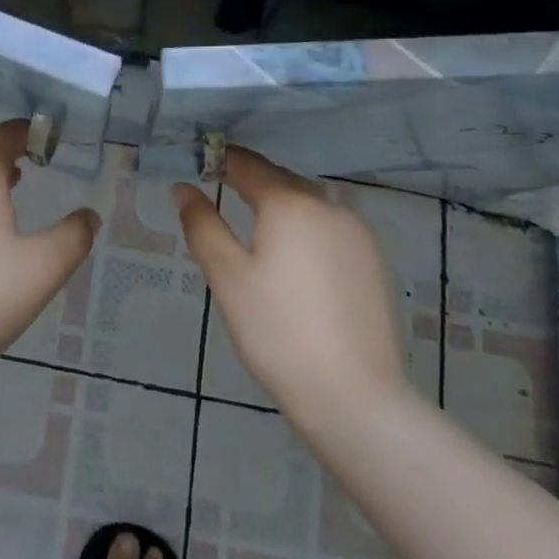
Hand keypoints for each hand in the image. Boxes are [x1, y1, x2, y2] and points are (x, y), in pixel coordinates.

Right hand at [175, 148, 407, 424]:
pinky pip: (330, 227)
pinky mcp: (374, 259)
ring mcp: (357, 232)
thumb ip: (202, 225)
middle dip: (250, 182)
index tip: (198, 166)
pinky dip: (307, 228)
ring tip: (257, 229)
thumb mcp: (227, 277)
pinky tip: (296, 260)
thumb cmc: (277, 332)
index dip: (220, 160)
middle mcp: (328, 204)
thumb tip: (184, 188)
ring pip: (309, 202)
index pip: (247, 164)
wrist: (355, 397)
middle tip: (221, 195)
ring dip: (281, 205)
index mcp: (289, 202)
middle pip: (280, 180)